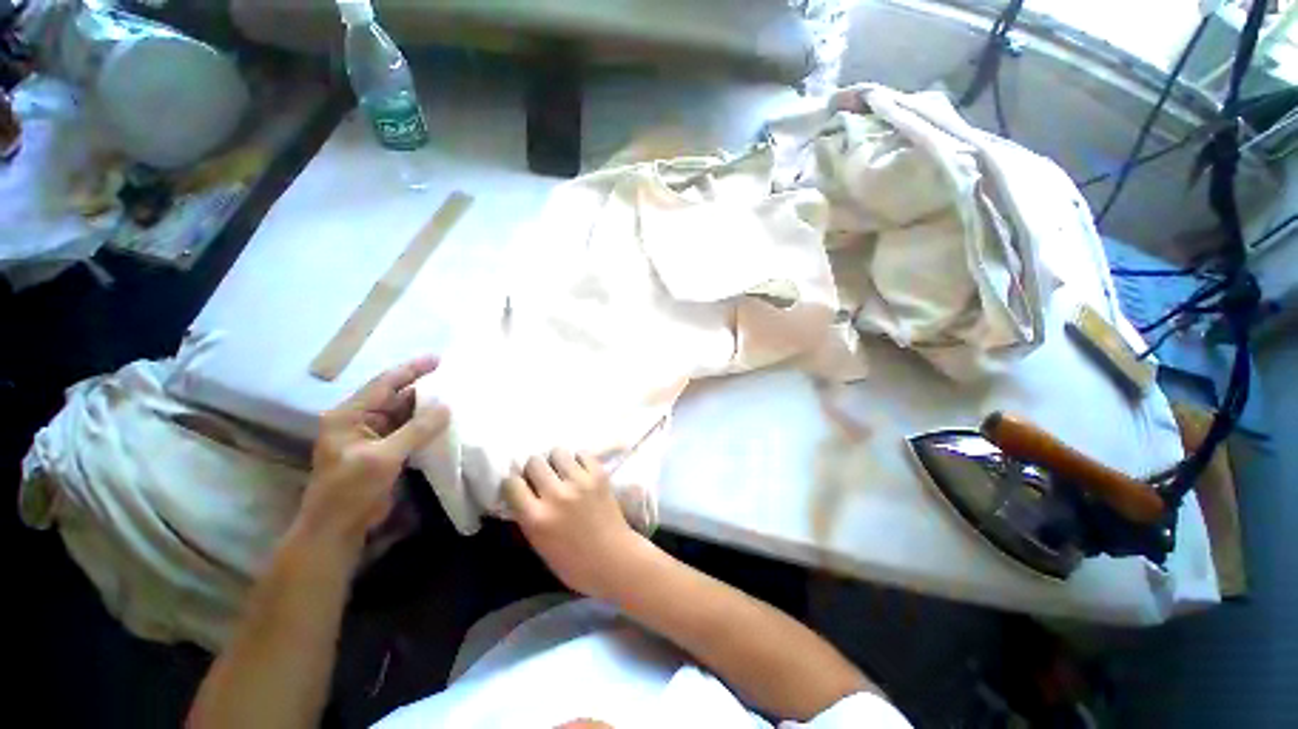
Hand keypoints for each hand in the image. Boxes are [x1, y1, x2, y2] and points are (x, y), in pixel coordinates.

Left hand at [299, 356, 449, 549]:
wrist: (338, 528)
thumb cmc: (350, 490)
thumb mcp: (383, 457)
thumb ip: (416, 430)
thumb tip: (447, 406)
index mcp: (349, 415)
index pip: (384, 384)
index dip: (411, 369)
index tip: (439, 358)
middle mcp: (361, 420)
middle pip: (396, 396)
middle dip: (424, 387)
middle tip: (453, 376)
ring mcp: (375, 436)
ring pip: (405, 414)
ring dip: (427, 406)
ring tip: (456, 394)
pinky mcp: (386, 451)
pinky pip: (410, 430)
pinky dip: (427, 425)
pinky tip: (447, 420)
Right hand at [502, 449, 649, 600]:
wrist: (613, 559)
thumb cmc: (573, 562)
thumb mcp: (539, 543)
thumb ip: (528, 515)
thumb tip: (522, 489)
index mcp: (536, 518)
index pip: (512, 483)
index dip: (514, 483)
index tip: (520, 485)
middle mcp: (555, 495)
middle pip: (534, 462)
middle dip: (534, 469)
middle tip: (542, 478)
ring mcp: (579, 482)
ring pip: (557, 452)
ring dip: (557, 462)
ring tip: (562, 472)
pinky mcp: (599, 475)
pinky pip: (582, 454)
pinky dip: (579, 461)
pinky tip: (580, 472)